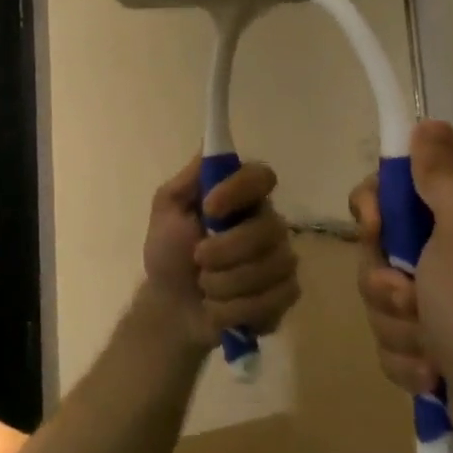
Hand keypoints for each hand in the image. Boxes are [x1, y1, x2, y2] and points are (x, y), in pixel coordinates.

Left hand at [143, 155, 299, 351]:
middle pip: (269, 228)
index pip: (262, 176)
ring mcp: (280, 258)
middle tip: (197, 258)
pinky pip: (275, 298)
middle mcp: (267, 222)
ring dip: (226, 283)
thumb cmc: (168, 252)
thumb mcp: (167, 210)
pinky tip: (220, 307)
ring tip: (205, 287)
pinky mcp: (285, 293)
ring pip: (272, 267)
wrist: (171, 307)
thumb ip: (189, 179)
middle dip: (225, 250)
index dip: (239, 190)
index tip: (209, 208)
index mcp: (240, 197)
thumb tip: (210, 144)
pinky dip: (238, 308)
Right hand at [351, 121, 452, 452]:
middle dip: (383, 281)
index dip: (371, 208)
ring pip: (376, 300)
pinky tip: (433, 372)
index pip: (387, 193)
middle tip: (412, 298)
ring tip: (432, 347)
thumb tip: (429, 122)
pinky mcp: (427, 350)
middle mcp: (443, 258)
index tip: (377, 227)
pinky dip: (405, 360)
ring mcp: (434, 307)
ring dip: (396, 326)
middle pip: (372, 251)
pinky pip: (387, 343)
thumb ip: (441, 176)